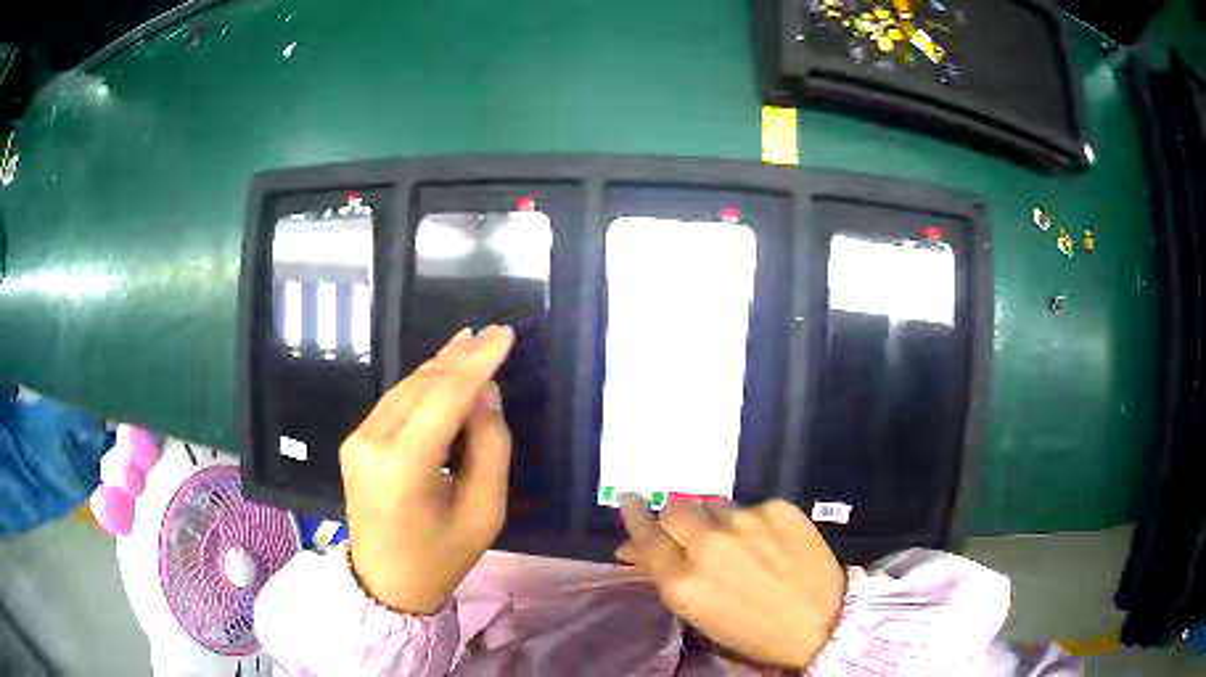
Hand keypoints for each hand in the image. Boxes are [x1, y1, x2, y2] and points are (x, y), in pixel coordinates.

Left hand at [341, 326, 514, 614]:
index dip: (477, 362)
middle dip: (460, 357)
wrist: (384, 583)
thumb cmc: (441, 557)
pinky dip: (424, 384)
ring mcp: (357, 439)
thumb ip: (491, 448)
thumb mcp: (484, 512)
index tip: (505, 334)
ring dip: (442, 366)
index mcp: (403, 467)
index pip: (444, 398)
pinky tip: (444, 369)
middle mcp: (371, 442)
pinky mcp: (355, 441)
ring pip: (406, 387)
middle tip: (494, 333)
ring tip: (474, 343)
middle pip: (422, 385)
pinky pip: (395, 402)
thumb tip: (486, 394)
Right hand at [616, 497, 844, 668]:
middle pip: (676, 510)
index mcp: (683, 581)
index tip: (628, 500)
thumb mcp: (698, 612)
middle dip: (676, 519)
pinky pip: (751, 507)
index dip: (633, 516)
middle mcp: (709, 545)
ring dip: (715, 522)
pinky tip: (767, 543)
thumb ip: (665, 575)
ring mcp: (746, 521)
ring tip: (738, 545)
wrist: (822, 621)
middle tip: (689, 534)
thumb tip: (637, 549)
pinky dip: (752, 523)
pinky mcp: (779, 508)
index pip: (645, 535)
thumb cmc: (752, 630)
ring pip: (714, 507)